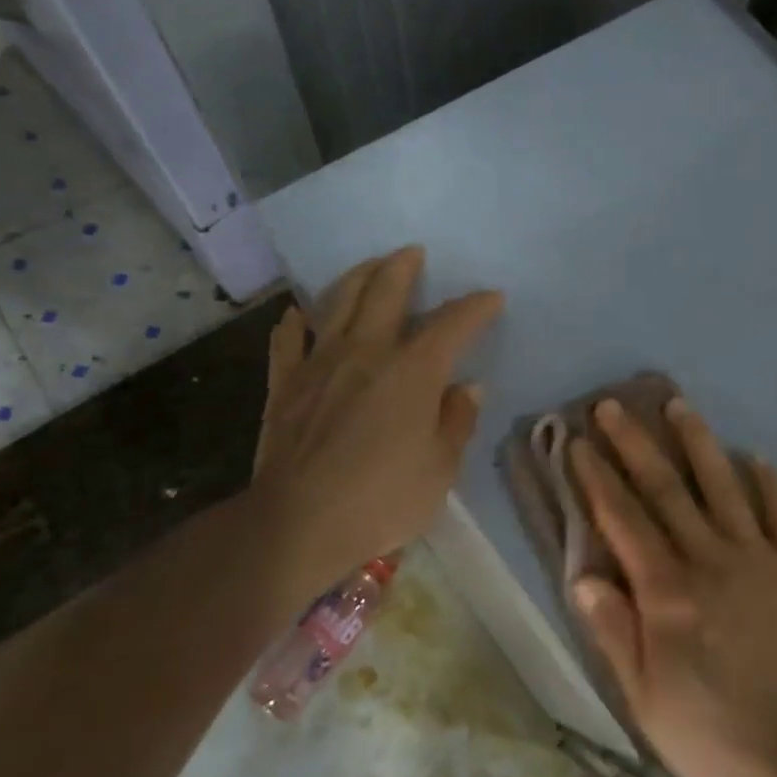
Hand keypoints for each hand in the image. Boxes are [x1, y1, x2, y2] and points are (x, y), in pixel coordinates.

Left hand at [249, 246, 501, 602]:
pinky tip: (298, 315)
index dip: (476, 306)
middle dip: (403, 267)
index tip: (491, 297)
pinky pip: (287, 341)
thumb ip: (456, 421)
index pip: (452, 324)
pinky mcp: (285, 385)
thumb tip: (468, 387)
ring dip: (356, 277)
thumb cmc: (381, 500)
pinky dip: (295, 323)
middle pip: (385, 292)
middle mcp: (366, 352)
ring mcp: (320, 364)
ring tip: (369, 266)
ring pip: (337, 303)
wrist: (296, 524)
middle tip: (414, 252)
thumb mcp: (440, 469)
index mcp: (413, 371)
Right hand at [568, 399, 776, 776]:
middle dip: (635, 444)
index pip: (623, 520)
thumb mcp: (645, 698)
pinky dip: (768, 483)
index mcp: (668, 592)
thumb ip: (614, 632)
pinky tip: (755, 456)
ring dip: (698, 443)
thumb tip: (581, 574)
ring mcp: (759, 559)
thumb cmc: (712, 735)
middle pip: (666, 490)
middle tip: (613, 405)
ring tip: (678, 404)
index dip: (598, 478)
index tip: (579, 442)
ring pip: (723, 487)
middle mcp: (710, 560)